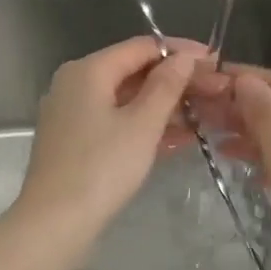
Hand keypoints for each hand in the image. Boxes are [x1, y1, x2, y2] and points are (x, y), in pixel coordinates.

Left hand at [16, 36, 210, 240]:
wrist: (54, 222)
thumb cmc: (101, 168)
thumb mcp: (142, 124)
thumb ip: (166, 86)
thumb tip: (183, 56)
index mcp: (88, 70)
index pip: (141, 46)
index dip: (180, 51)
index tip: (214, 61)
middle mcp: (75, 84)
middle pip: (132, 71)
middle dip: (175, 81)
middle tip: (215, 91)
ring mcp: (71, 114)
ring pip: (125, 100)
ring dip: (164, 107)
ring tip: (205, 116)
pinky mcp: (74, 141)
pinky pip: (115, 122)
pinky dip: (143, 126)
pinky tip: (178, 139)